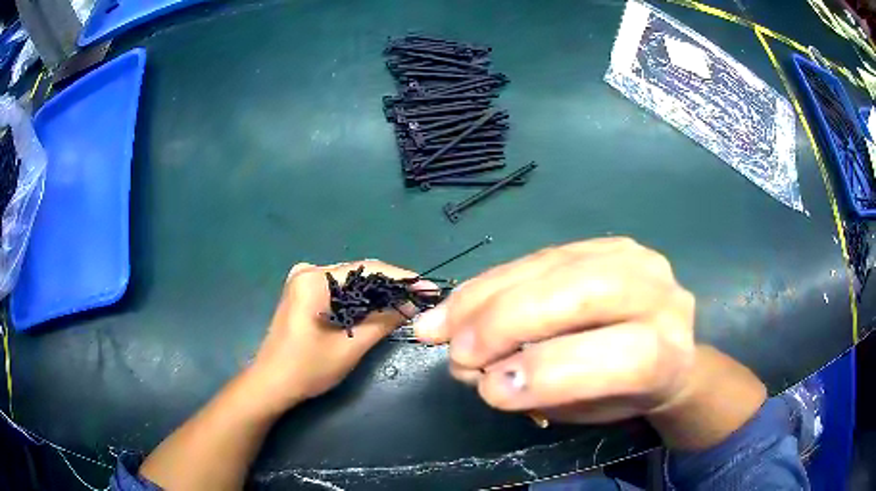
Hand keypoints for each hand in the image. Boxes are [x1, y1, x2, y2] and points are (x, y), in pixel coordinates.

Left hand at [248, 260, 422, 412]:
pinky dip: (359, 299)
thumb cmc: (307, 368)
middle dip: (390, 286)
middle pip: (358, 273)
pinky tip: (377, 307)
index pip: (367, 269)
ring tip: (406, 302)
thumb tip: (413, 304)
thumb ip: (383, 321)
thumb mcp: (350, 346)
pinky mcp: (303, 293)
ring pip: (350, 282)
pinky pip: (339, 290)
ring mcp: (303, 281)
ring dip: (376, 293)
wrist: (271, 383)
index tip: (428, 288)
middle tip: (420, 297)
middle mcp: (308, 271)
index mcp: (314, 279)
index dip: (401, 278)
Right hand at [413, 238, 696, 423]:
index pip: (626, 357)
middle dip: (510, 321)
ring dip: (487, 296)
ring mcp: (631, 259)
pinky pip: (539, 256)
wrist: (660, 347)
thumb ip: (542, 391)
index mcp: (670, 354)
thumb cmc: (624, 392)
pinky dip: (491, 281)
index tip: (491, 391)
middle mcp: (659, 295)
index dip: (555, 373)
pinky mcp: (601, 243)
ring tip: (441, 327)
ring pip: (554, 265)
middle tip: (458, 352)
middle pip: (586, 292)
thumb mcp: (591, 409)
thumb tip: (477, 370)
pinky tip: (459, 303)